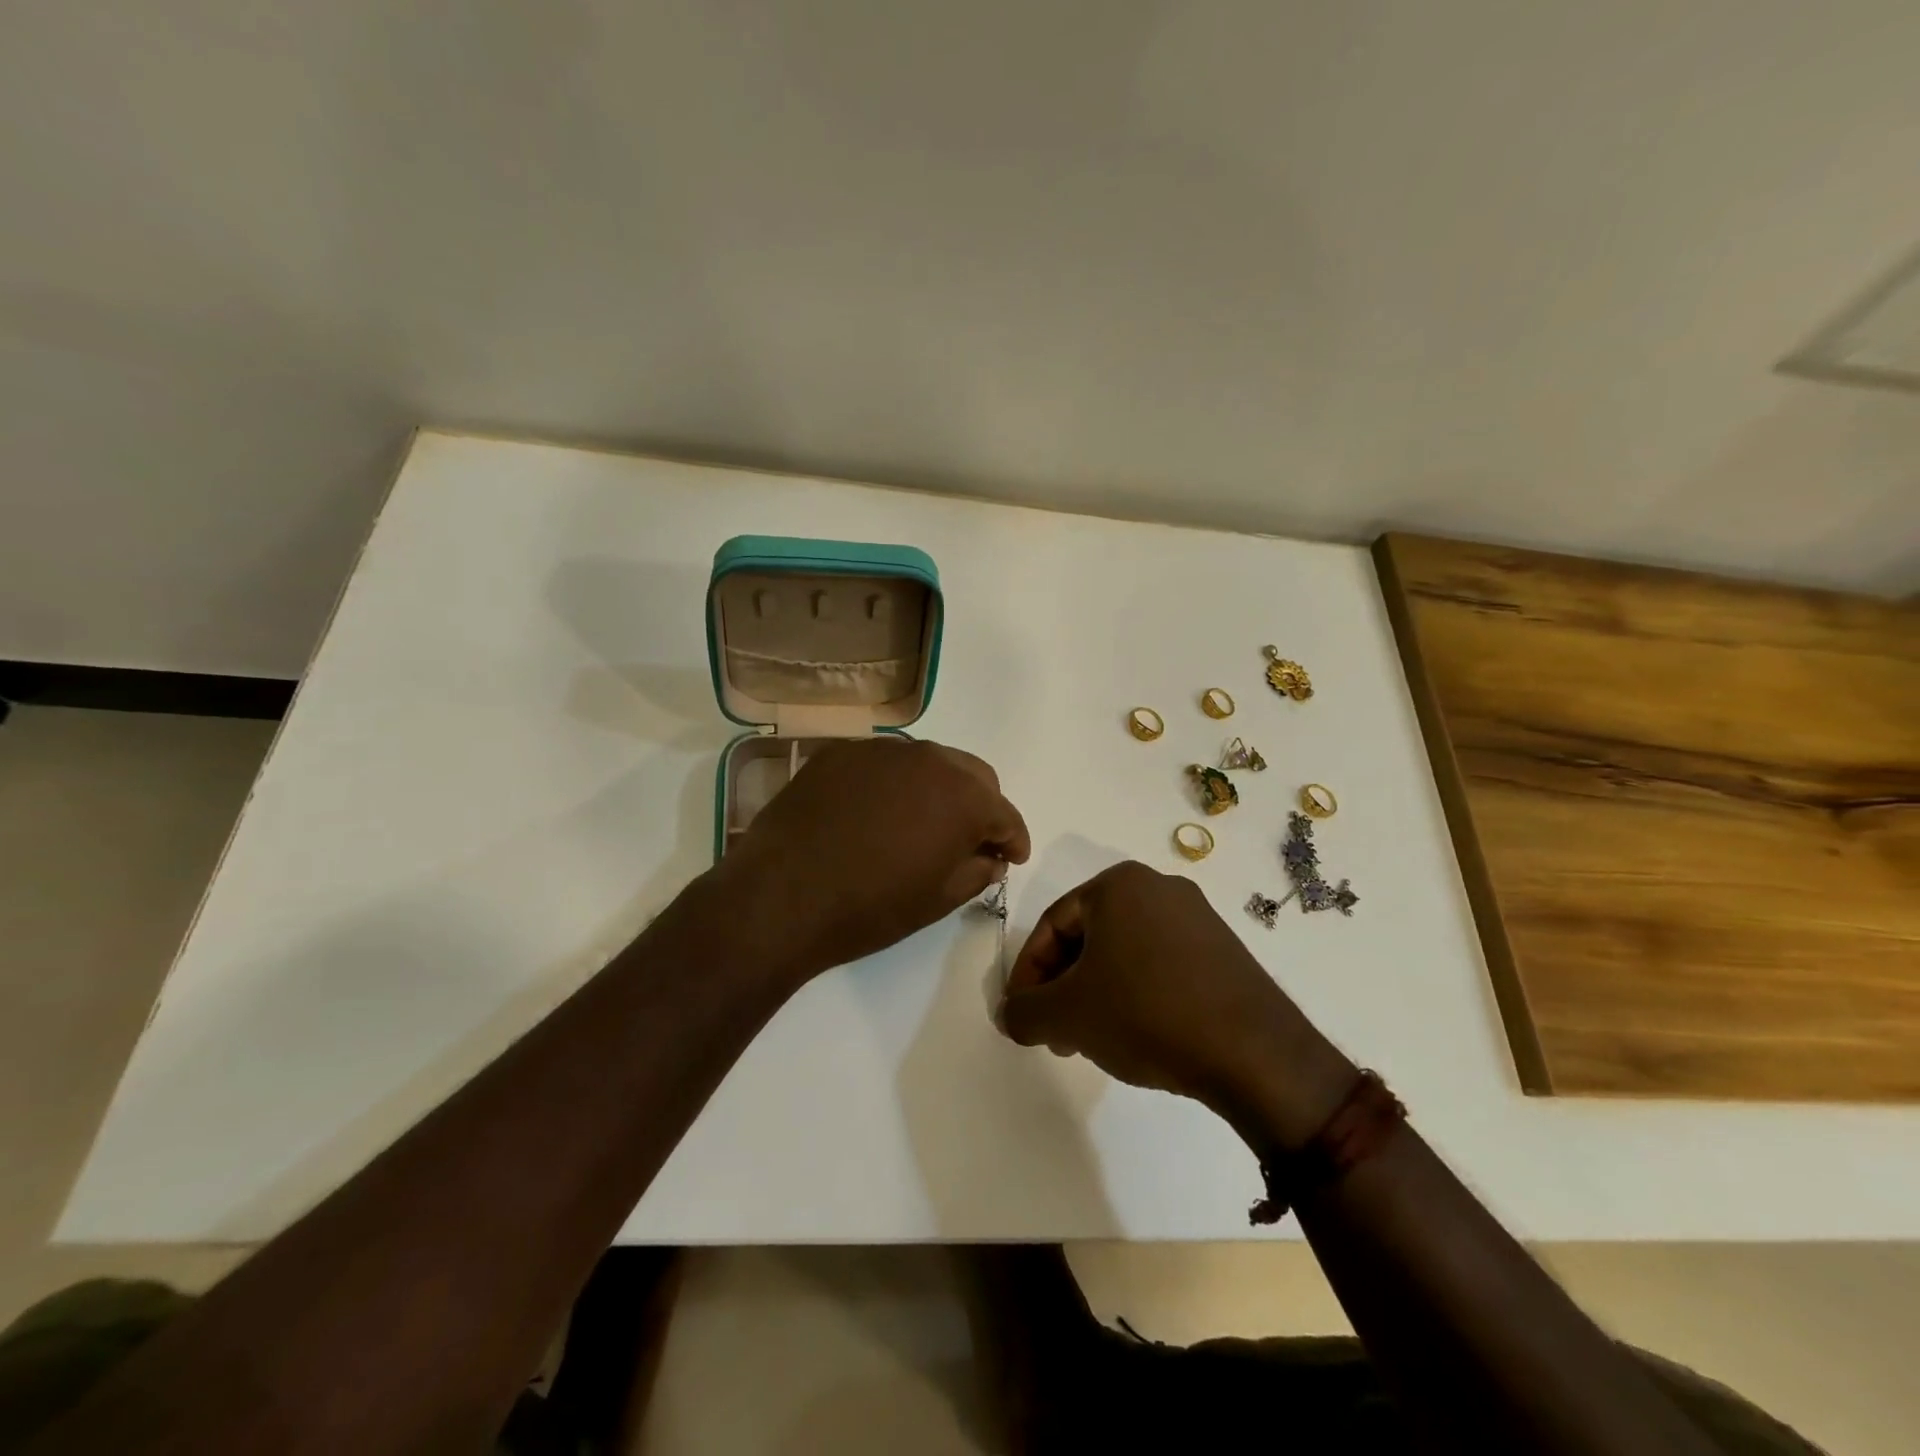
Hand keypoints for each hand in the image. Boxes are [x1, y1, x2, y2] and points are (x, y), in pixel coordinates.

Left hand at [721, 738, 1029, 984]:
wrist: (780, 896)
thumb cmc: (870, 907)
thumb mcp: (937, 900)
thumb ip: (976, 871)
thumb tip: (990, 857)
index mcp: (963, 796)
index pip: (1005, 813)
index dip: (1013, 839)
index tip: (1011, 858)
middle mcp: (929, 759)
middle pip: (972, 776)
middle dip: (980, 806)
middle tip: (970, 841)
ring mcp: (881, 750)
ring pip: (928, 762)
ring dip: (937, 790)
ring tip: (922, 824)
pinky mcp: (841, 753)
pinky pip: (884, 763)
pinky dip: (894, 784)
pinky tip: (876, 813)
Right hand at [999, 862, 1353, 1148]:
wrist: (1255, 1053)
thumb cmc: (1146, 1013)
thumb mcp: (1068, 1015)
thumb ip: (1023, 1012)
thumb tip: (1009, 1015)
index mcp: (1118, 884)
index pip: (1052, 924)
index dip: (1028, 973)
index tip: (1022, 1016)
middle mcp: (1158, 886)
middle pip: (1088, 936)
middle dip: (1064, 985)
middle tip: (1055, 1032)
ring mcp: (1197, 916)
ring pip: (1124, 951)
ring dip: (1097, 993)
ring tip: (1092, 1040)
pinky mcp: (1223, 949)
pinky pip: (1160, 963)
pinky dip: (1136, 993)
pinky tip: (1137, 1033)